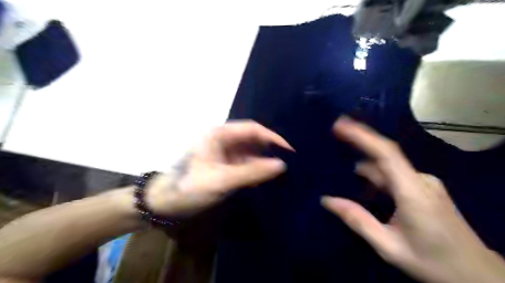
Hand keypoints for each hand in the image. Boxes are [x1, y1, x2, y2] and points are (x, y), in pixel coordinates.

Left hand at [145, 120, 292, 215]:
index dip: (273, 137)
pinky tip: (266, 176)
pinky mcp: (224, 163)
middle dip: (270, 148)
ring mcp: (224, 151)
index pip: (253, 129)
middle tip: (289, 160)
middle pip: (252, 138)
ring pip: (250, 151)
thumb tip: (281, 165)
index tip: (290, 150)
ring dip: (264, 159)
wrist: (165, 202)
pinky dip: (256, 168)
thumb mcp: (222, 180)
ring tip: (282, 169)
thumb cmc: (189, 187)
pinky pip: (245, 162)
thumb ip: (252, 172)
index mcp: (220, 134)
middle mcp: (223, 139)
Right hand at [322, 115, 504, 282]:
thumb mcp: (389, 246)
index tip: (341, 125)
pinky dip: (377, 176)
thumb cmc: (433, 262)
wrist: (478, 275)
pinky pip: (395, 175)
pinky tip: (365, 186)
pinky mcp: (425, 188)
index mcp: (413, 192)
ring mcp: (425, 183)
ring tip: (343, 167)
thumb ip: (358, 220)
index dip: (363, 136)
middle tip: (335, 133)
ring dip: (366, 165)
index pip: (386, 153)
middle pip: (385, 156)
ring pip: (389, 167)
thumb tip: (327, 200)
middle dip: (359, 142)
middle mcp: (420, 180)